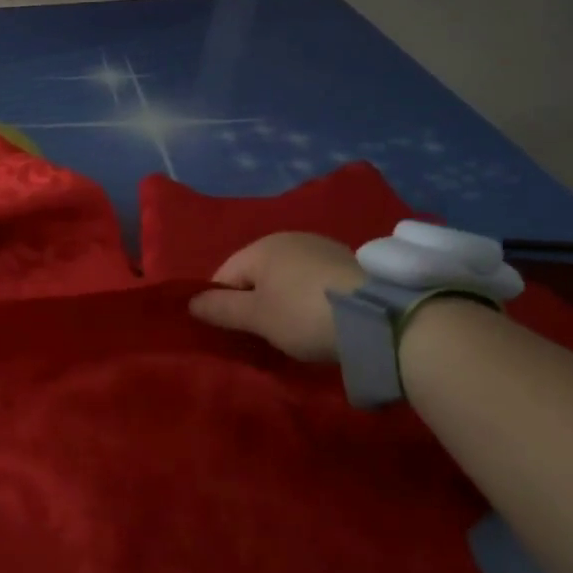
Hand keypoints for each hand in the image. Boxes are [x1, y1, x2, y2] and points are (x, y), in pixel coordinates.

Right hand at [189, 233, 362, 362]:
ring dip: (283, 300)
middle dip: (254, 302)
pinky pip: (313, 281)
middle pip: (256, 274)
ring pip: (286, 277)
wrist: (383, 318)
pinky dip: (310, 299)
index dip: (222, 304)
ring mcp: (323, 247)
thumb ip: (220, 308)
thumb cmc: (304, 314)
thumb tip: (190, 302)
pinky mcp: (351, 264)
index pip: (224, 274)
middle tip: (264, 334)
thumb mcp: (256, 317)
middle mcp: (290, 238)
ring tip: (295, 330)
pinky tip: (321, 320)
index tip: (235, 332)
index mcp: (261, 247)